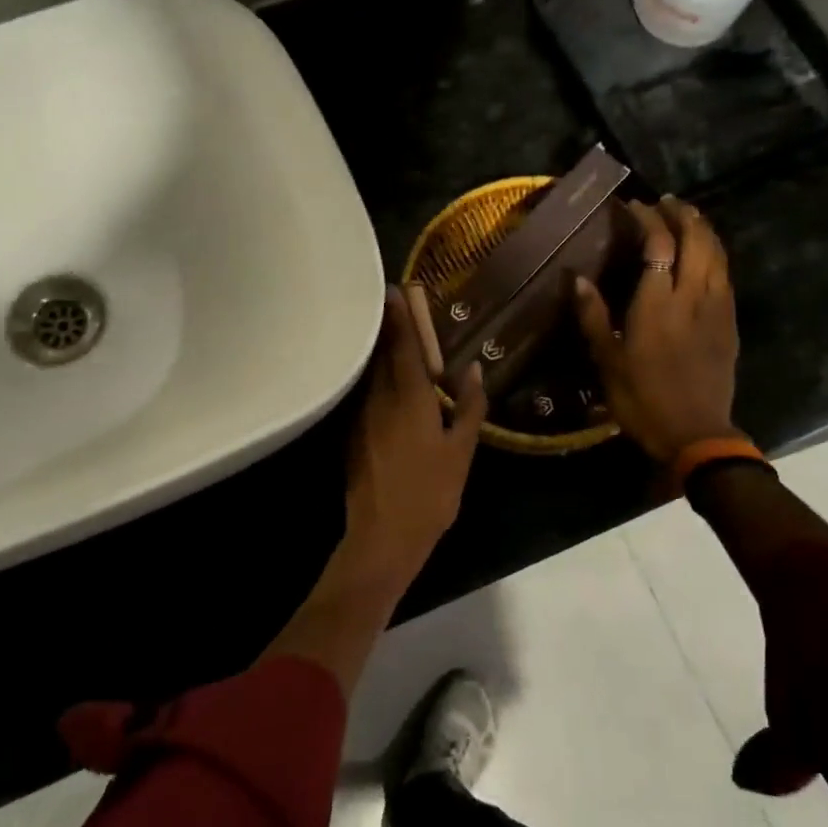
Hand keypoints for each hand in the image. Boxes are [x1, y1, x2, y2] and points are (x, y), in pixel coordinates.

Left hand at [341, 286, 488, 594]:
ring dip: (378, 352)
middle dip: (387, 328)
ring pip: (370, 375)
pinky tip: (383, 381)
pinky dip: (374, 380)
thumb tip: (475, 371)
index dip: (401, 318)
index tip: (395, 290)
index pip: (404, 348)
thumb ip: (470, 408)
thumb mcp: (461, 452)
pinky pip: (365, 396)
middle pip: (381, 355)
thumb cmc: (431, 494)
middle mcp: (379, 401)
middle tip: (390, 303)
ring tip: (390, 335)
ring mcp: (361, 419)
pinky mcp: (352, 437)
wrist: (383, 536)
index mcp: (409, 400)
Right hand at [574, 196, 740, 465]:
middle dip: (682, 215)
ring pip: (717, 253)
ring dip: (703, 229)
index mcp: (657, 303)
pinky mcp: (730, 322)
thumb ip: (593, 316)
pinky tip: (706, 255)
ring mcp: (717, 307)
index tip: (633, 206)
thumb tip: (577, 279)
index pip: (658, 245)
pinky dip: (715, 254)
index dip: (647, 219)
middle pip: (696, 239)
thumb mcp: (607, 361)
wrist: (695, 432)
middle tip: (665, 203)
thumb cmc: (642, 399)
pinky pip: (725, 274)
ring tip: (687, 218)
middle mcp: (692, 295)